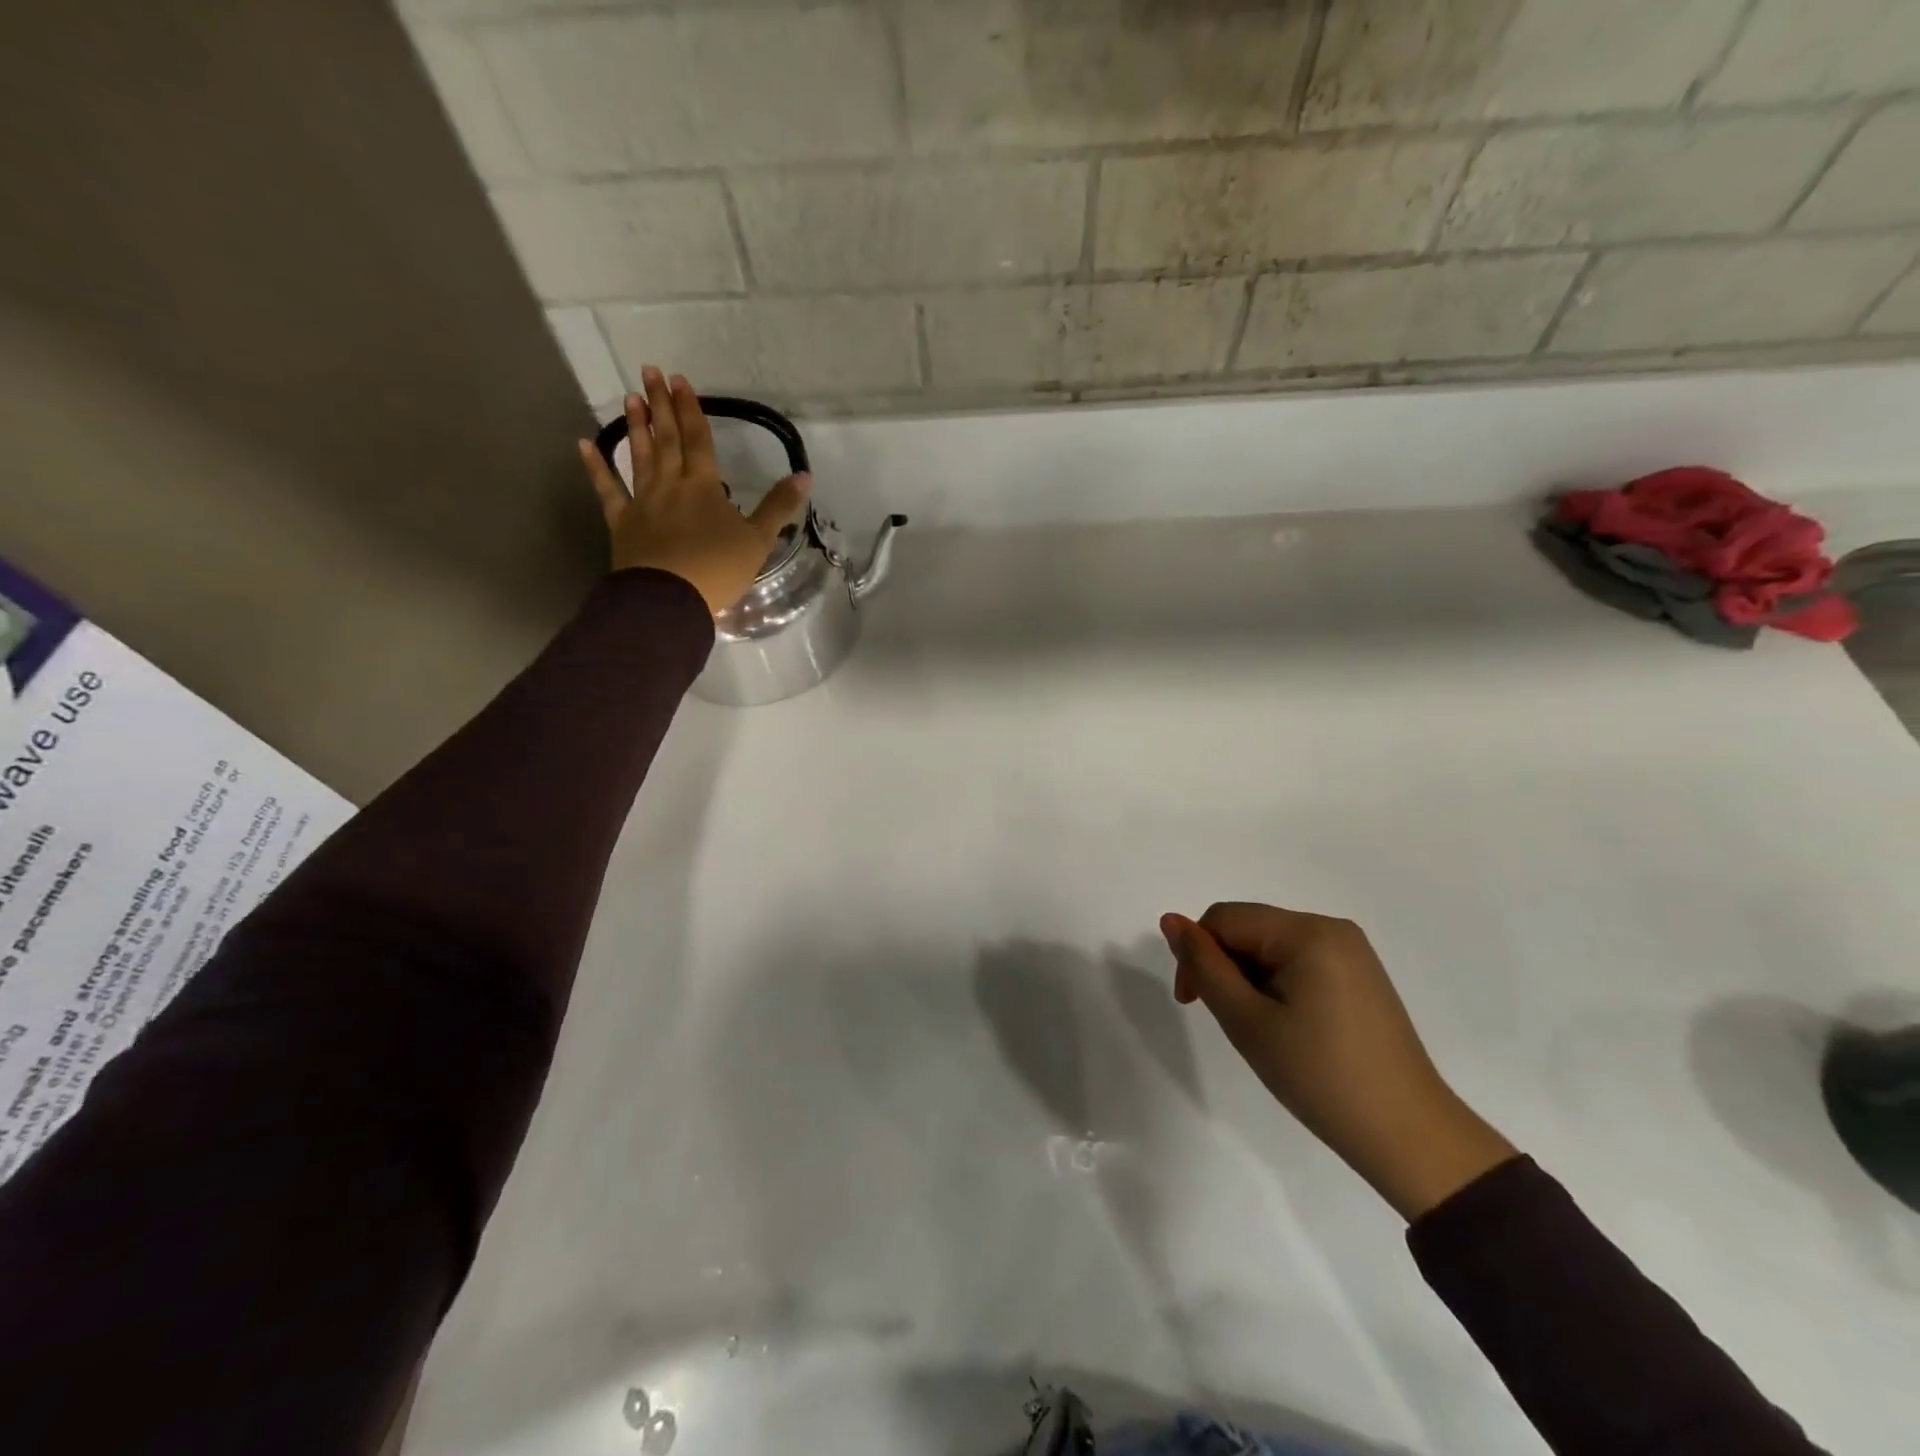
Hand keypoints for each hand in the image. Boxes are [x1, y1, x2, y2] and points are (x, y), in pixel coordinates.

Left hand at [578, 367, 810, 615]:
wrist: (670, 598)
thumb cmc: (718, 569)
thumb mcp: (758, 540)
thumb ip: (779, 507)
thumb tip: (805, 475)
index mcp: (704, 487)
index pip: (698, 440)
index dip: (690, 410)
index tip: (679, 380)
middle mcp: (671, 485)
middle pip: (667, 439)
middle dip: (661, 405)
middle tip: (649, 371)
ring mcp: (643, 502)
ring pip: (640, 457)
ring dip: (636, 427)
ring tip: (630, 398)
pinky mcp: (622, 523)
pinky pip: (607, 490)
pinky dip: (596, 468)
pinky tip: (584, 444)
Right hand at [1160, 903, 1516, 1220]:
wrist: (1410, 1138)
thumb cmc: (1320, 1077)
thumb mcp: (1247, 1020)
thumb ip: (1204, 966)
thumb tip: (1170, 920)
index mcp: (1308, 932)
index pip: (1224, 919)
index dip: (1196, 954)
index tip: (1191, 1004)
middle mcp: (1332, 929)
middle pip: (1249, 929)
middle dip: (1225, 968)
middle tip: (1231, 1023)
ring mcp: (1352, 953)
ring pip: (1271, 947)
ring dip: (1250, 980)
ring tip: (1262, 1031)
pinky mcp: (1361, 977)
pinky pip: (1299, 963)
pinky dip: (1278, 987)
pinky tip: (1289, 1028)